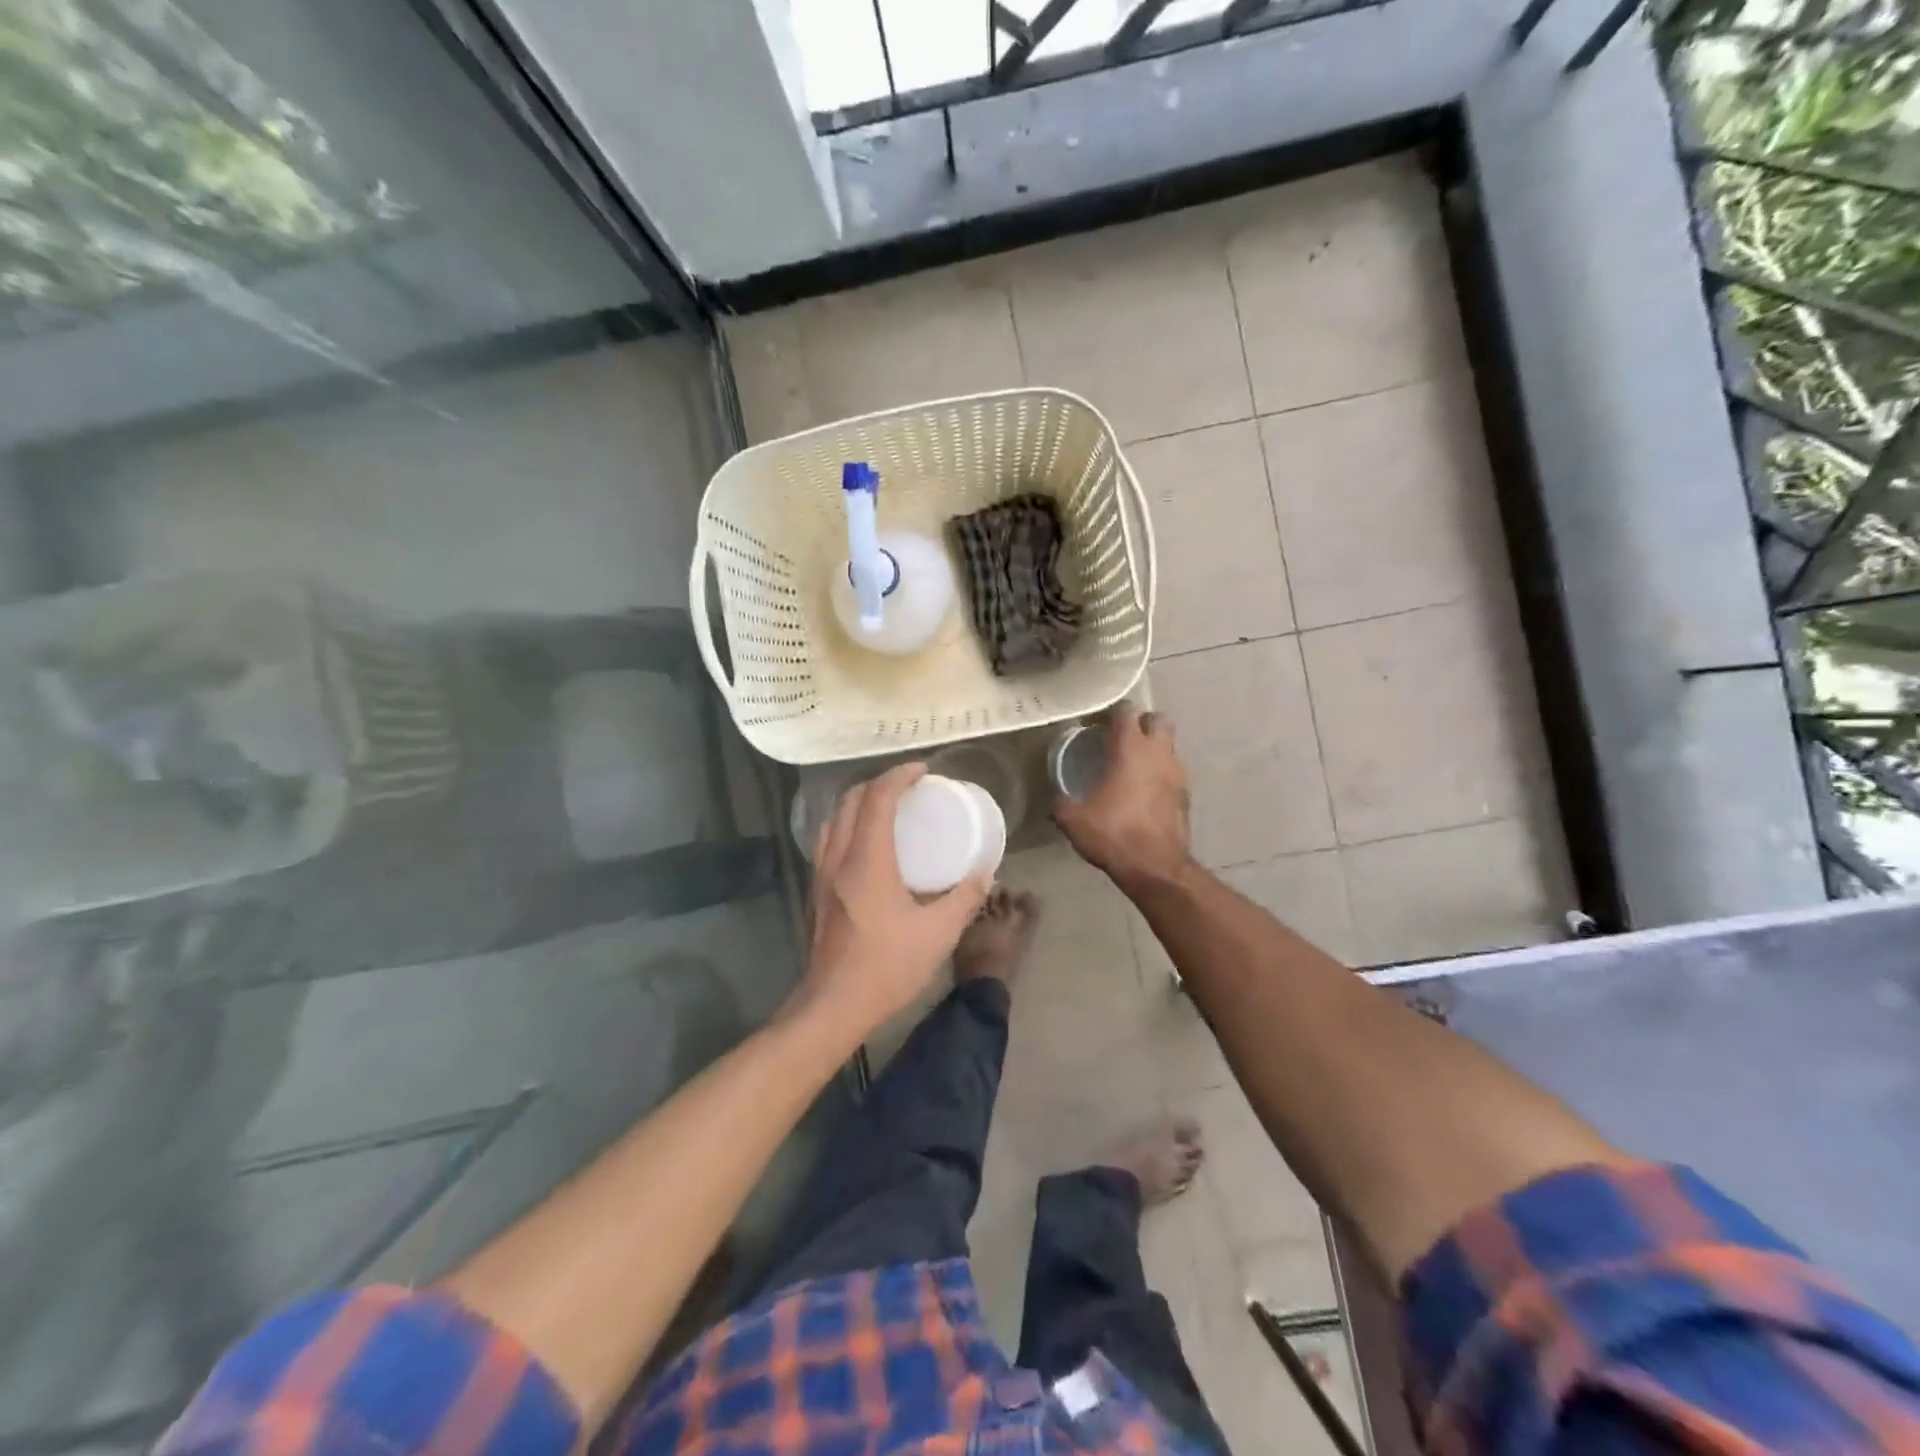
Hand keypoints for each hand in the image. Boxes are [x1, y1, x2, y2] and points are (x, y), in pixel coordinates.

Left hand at [797, 763, 990, 1036]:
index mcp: (867, 861)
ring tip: (887, 808)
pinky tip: (868, 845)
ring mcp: (821, 875)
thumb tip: (985, 873)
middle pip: (850, 800)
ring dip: (859, 802)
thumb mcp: (938, 934)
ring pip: (834, 819)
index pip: (877, 799)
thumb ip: (964, 899)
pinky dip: (848, 825)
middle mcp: (838, 859)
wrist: (833, 1006)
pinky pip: (828, 840)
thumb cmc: (886, 968)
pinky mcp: (817, 892)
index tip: (923, 770)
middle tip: (908, 786)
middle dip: (878, 783)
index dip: (899, 776)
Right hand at [1053, 706, 1193, 893]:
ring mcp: (1177, 772)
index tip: (1094, 725)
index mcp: (1130, 749)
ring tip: (1132, 764)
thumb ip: (1062, 803)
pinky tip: (1144, 789)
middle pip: (1157, 719)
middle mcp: (1158, 752)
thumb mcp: (1074, 820)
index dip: (1110, 713)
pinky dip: (1161, 771)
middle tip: (1119, 738)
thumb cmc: (1114, 834)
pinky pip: (1173, 770)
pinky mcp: (1186, 794)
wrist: (1156, 868)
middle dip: (1140, 723)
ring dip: (1153, 747)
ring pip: (1169, 744)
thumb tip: (1056, 799)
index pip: (1126, 711)